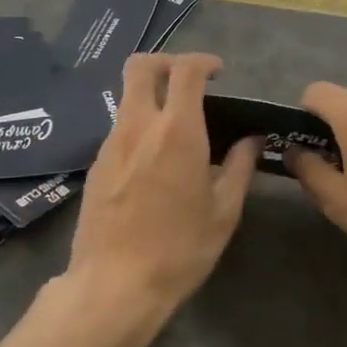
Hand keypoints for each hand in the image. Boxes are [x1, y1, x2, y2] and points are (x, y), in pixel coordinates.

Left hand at [65, 54, 258, 346]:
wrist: (114, 285)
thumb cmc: (179, 249)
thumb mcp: (223, 212)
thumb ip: (239, 167)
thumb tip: (251, 139)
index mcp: (176, 132)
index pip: (185, 70)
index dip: (203, 61)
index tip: (218, 73)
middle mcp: (138, 126)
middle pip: (140, 67)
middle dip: (165, 62)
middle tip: (189, 83)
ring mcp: (110, 144)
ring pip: (127, 98)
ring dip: (152, 98)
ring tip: (177, 130)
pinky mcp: (95, 165)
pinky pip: (119, 129)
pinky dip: (139, 128)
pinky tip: (154, 163)